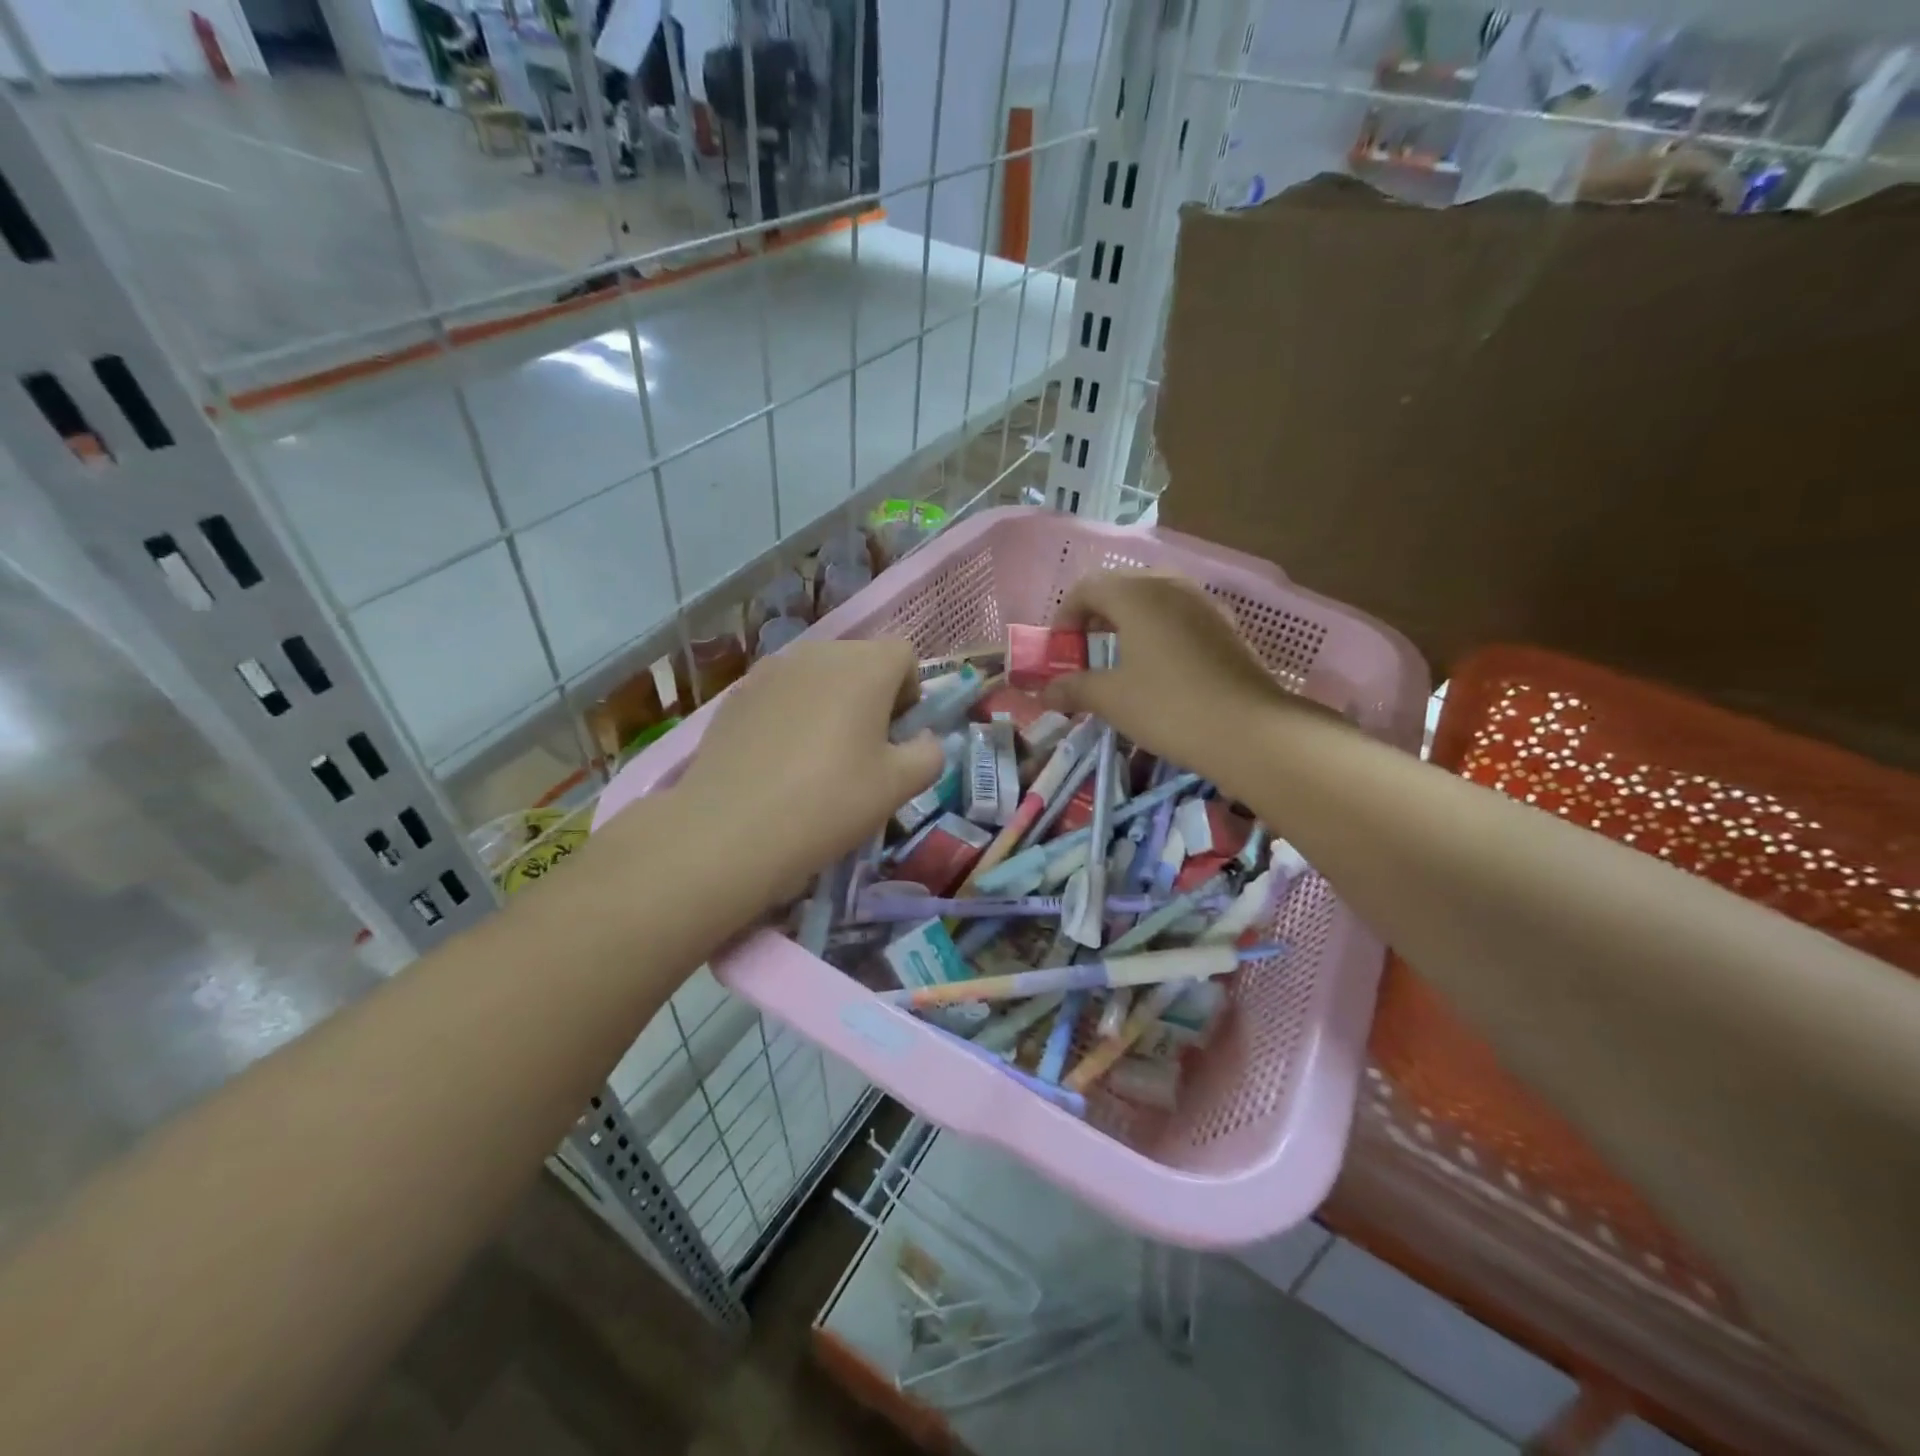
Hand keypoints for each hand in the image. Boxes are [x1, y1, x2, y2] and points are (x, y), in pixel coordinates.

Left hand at [665, 638, 943, 905]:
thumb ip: (929, 754)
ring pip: (817, 676)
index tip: (897, 736)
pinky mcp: (736, 694)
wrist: (731, 830)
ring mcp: (770, 670)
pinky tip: (778, 761)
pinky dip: (791, 714)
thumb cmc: (830, 802)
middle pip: (859, 661)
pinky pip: (781, 693)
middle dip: (871, 696)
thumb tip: (923, 741)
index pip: (904, 655)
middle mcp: (818, 653)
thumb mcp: (899, 786)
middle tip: (863, 750)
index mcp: (865, 666)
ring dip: (829, 703)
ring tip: (817, 757)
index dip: (910, 693)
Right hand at [1044, 570, 1283, 779]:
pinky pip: (1180, 616)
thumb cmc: (1168, 707)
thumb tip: (1046, 692)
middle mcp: (1171, 587)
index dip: (1066, 615)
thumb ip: (1074, 688)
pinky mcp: (1226, 627)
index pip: (1088, 587)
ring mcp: (1204, 604)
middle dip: (1097, 615)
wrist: (1250, 731)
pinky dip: (1159, 632)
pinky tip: (1159, 668)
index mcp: (1137, 595)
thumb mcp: (1111, 699)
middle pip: (1123, 587)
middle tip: (1087, 650)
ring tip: (1121, 659)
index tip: (1060, 650)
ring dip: (1130, 622)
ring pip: (1155, 599)